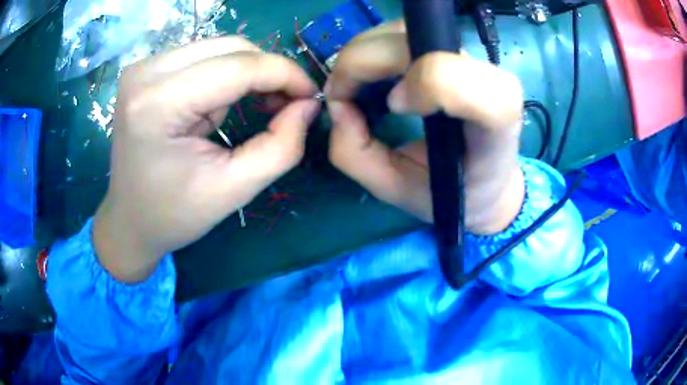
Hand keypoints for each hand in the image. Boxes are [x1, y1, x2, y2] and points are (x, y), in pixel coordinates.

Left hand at [94, 37, 319, 282]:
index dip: (286, 75)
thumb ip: (281, 147)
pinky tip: (221, 104)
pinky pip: (204, 56)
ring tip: (253, 108)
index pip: (239, 66)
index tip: (311, 97)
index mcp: (157, 104)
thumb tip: (308, 104)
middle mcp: (146, 73)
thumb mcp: (233, 190)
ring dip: (247, 73)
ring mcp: (143, 67)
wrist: (129, 220)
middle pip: (231, 47)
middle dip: (268, 72)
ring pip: (220, 47)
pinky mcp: (146, 70)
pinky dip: (226, 74)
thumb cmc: (173, 214)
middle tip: (286, 105)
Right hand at [325, 20, 524, 234]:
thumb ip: (357, 155)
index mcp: (493, 126)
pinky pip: (401, 34)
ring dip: (362, 56)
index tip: (393, 109)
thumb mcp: (398, 190)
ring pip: (401, 30)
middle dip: (360, 65)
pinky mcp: (452, 51)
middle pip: (412, 42)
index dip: (421, 83)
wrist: (487, 180)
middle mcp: (487, 79)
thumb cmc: (450, 192)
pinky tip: (370, 77)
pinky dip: (373, 52)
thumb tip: (336, 104)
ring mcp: (469, 58)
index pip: (461, 79)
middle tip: (340, 98)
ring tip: (353, 88)